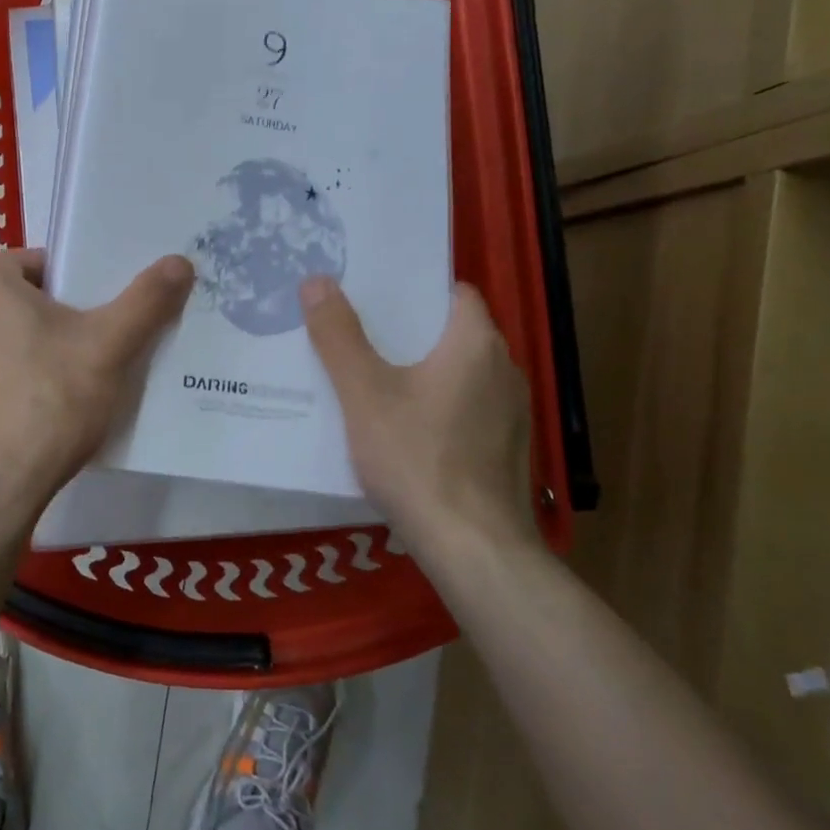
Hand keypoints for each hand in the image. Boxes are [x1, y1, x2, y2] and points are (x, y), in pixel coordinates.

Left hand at [0, 249, 194, 516]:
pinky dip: (10, 374)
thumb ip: (145, 301)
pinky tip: (40, 400)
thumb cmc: (49, 402)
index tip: (99, 299)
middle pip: (17, 296)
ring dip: (30, 342)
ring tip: (71, 368)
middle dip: (54, 309)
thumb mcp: (108, 347)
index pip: (32, 259)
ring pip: (0, 333)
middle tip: (95, 333)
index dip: (68, 273)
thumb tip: (179, 261)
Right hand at [302, 278, 538, 563]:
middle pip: (453, 333)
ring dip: (423, 371)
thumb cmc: (417, 459)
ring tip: (373, 379)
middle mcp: (504, 371)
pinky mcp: (507, 450)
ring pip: (460, 374)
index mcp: (476, 344)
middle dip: (408, 331)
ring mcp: (512, 414)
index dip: (414, 289)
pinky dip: (438, 406)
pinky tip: (403, 430)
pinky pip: (467, 409)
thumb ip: (338, 336)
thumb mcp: (364, 394)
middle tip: (357, 333)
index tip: (373, 294)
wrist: (473, 549)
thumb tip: (317, 280)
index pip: (453, 293)